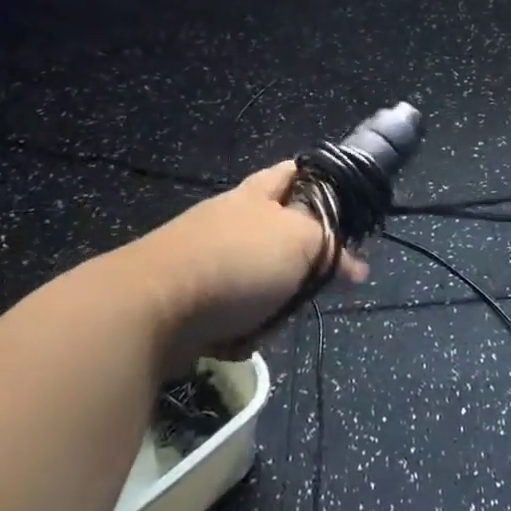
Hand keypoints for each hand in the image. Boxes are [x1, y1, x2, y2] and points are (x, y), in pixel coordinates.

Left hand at [125, 162, 366, 366]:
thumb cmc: (236, 261)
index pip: (294, 173)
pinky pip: (233, 315)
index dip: (319, 185)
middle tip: (309, 282)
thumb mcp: (301, 242)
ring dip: (271, 306)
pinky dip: (240, 329)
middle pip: (282, 239)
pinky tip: (237, 338)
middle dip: (299, 268)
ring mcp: (208, 260)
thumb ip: (331, 247)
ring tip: (270, 320)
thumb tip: (356, 266)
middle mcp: (232, 220)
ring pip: (261, 283)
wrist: (153, 308)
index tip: (341, 211)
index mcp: (257, 195)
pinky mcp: (190, 300)